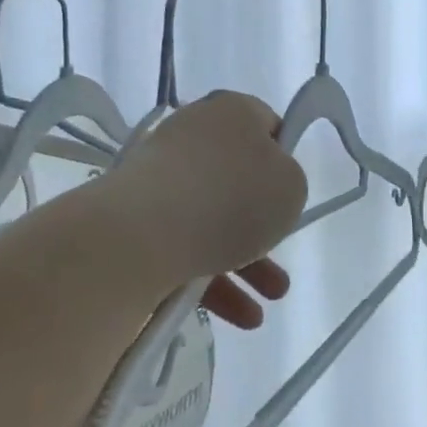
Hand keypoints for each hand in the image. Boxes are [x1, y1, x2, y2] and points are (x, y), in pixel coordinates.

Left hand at [100, 91, 309, 328]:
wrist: (143, 232)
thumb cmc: (231, 198)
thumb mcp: (291, 187)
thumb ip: (289, 182)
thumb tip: (265, 187)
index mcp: (232, 111)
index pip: (266, 125)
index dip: (284, 159)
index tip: (290, 193)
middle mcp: (193, 132)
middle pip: (238, 177)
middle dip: (263, 224)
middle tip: (280, 254)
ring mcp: (160, 173)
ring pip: (212, 216)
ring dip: (244, 261)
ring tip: (267, 304)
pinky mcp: (135, 214)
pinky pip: (182, 241)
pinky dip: (210, 275)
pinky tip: (236, 315)